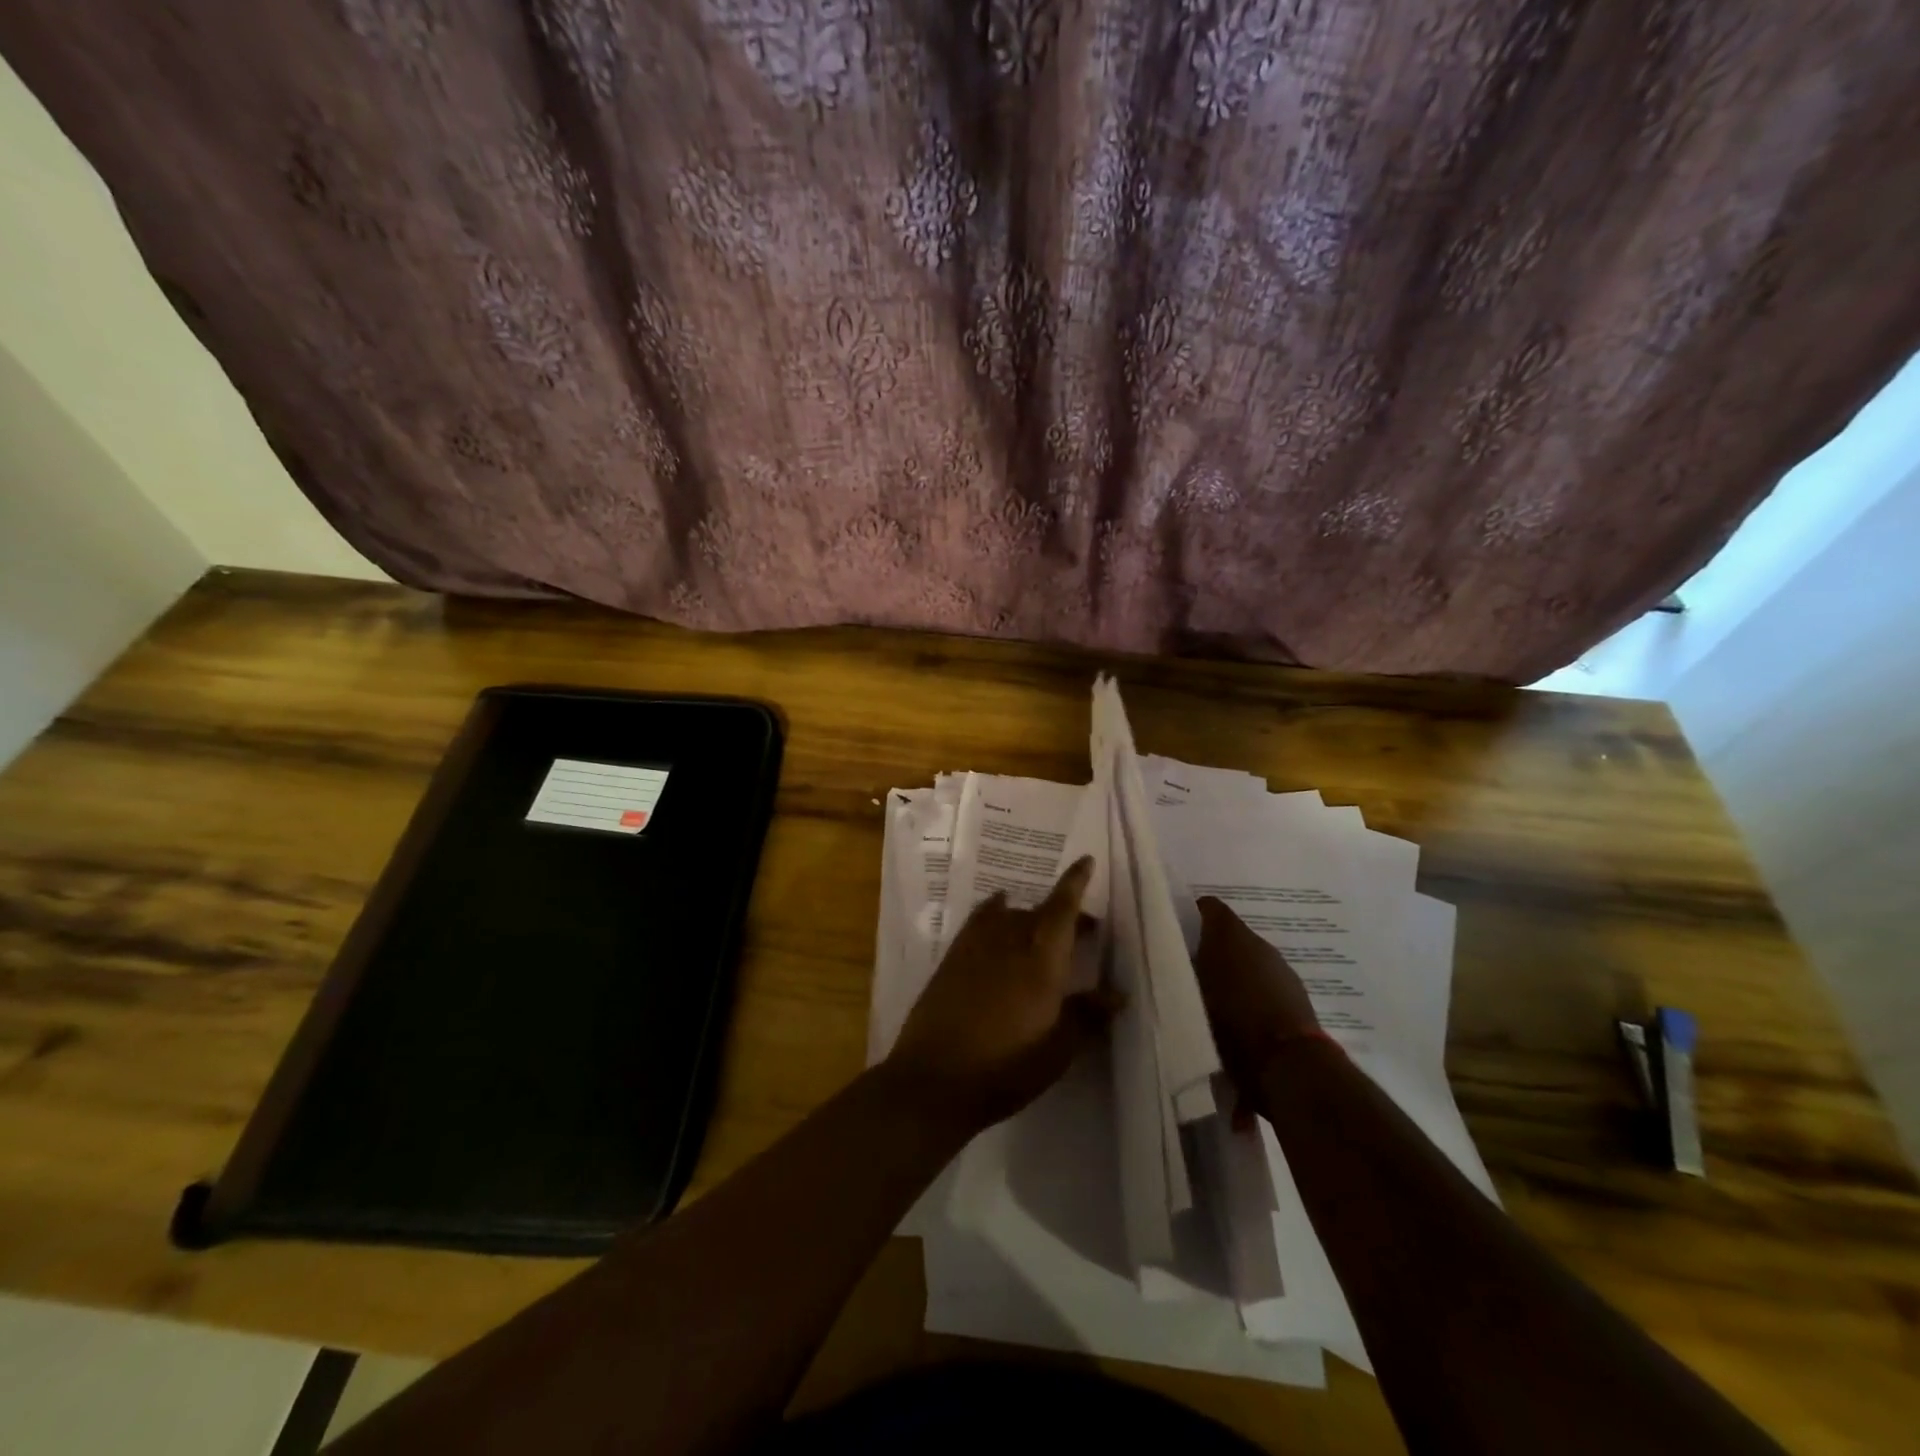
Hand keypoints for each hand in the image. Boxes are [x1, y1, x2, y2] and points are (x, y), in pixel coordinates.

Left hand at [886, 857, 1116, 1130]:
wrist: (935, 1079)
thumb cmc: (1006, 1068)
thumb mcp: (1057, 1050)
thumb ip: (1087, 1016)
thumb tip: (1117, 994)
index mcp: (1040, 961)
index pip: (1062, 910)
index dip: (1075, 883)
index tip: (1086, 860)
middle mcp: (1008, 942)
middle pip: (1040, 913)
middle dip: (1065, 913)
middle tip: (1087, 929)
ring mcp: (975, 947)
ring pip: (1010, 916)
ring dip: (1032, 917)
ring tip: (1044, 932)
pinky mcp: (952, 958)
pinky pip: (979, 920)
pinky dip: (994, 910)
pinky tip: (998, 911)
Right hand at [1193, 897, 1323, 1108]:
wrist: (1288, 1063)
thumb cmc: (1231, 1020)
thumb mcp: (1190, 994)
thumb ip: (1179, 970)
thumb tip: (1171, 959)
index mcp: (1229, 933)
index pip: (1207, 907)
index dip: (1189, 916)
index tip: (1173, 935)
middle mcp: (1258, 942)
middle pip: (1229, 935)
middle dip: (1210, 950)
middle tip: (1187, 972)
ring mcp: (1281, 968)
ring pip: (1248, 961)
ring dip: (1232, 973)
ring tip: (1212, 1000)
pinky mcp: (1297, 995)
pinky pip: (1264, 984)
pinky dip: (1252, 994)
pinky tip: (1239, 1019)